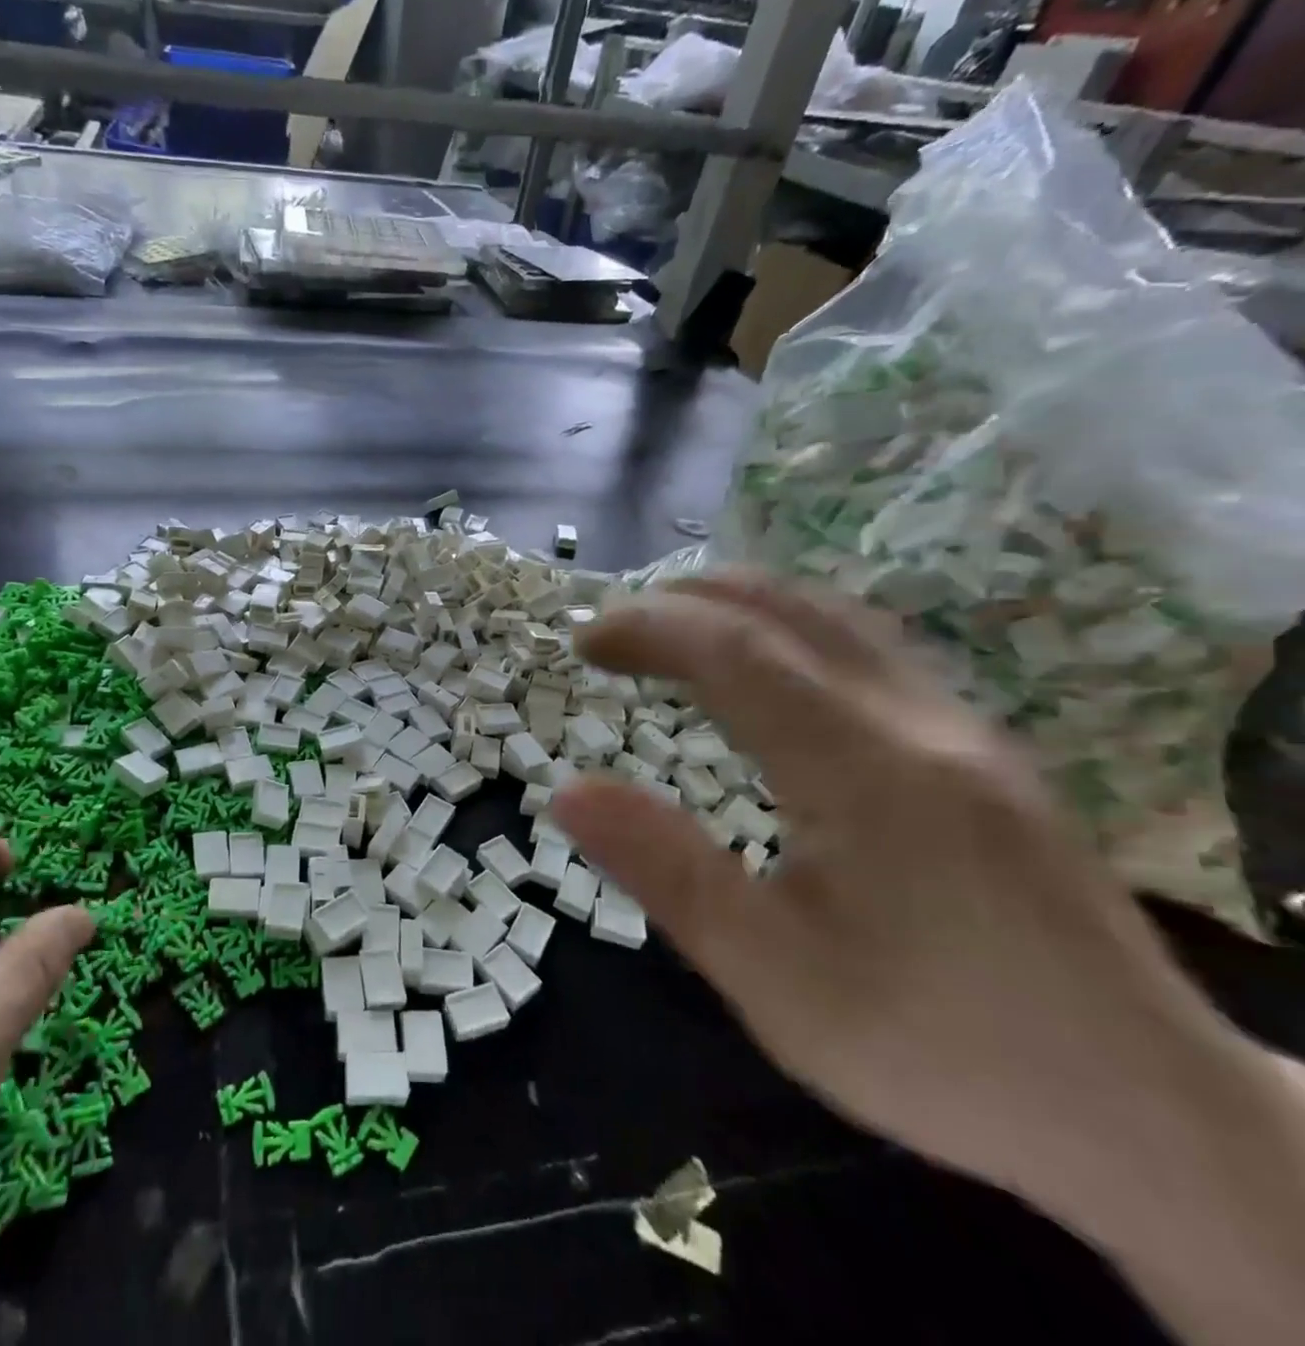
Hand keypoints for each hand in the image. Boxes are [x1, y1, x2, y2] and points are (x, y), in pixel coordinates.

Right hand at [555, 572, 1254, 1215]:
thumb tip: (566, 791)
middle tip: (612, 633)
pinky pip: (871, 649)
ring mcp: (967, 730)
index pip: (736, 650)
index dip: (648, 627)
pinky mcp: (987, 753)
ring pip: (837, 618)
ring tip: (670, 632)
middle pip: (788, 609)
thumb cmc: (938, 1050)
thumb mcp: (773, 978)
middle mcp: (922, 723)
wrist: (1155, 1121)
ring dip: (738, 606)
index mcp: (866, 771)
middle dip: (684, 601)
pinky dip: (789, 629)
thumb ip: (666, 872)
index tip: (583, 641)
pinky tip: (766, 669)